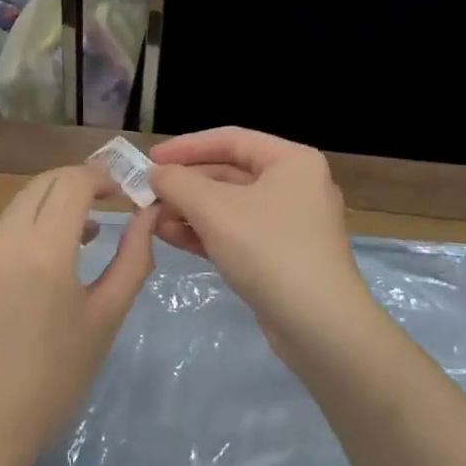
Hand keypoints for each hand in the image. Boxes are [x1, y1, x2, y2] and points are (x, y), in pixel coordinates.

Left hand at [0, 165, 156, 465]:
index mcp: (41, 248)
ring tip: (77, 242)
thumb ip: (132, 259)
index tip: (123, 192)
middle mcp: (0, 239)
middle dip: (76, 185)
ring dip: (48, 212)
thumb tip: (148, 215)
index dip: (102, 177)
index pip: (73, 182)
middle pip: (41, 185)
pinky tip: (31, 281)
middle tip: (105, 205)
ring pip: (15, 211)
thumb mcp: (103, 320)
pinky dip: (20, 240)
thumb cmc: (50, 381)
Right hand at [148, 128, 376, 359]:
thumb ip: (178, 183)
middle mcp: (294, 184)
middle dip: (185, 184)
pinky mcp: (280, 254)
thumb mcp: (215, 210)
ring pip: (229, 205)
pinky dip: (205, 232)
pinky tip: (170, 236)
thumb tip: (155, 173)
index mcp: (291, 161)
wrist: (319, 326)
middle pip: (229, 172)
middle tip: (146, 193)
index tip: (150, 158)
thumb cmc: (269, 250)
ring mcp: (289, 222)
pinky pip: (237, 232)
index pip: (230, 139)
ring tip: (151, 218)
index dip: (186, 146)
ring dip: (189, 209)